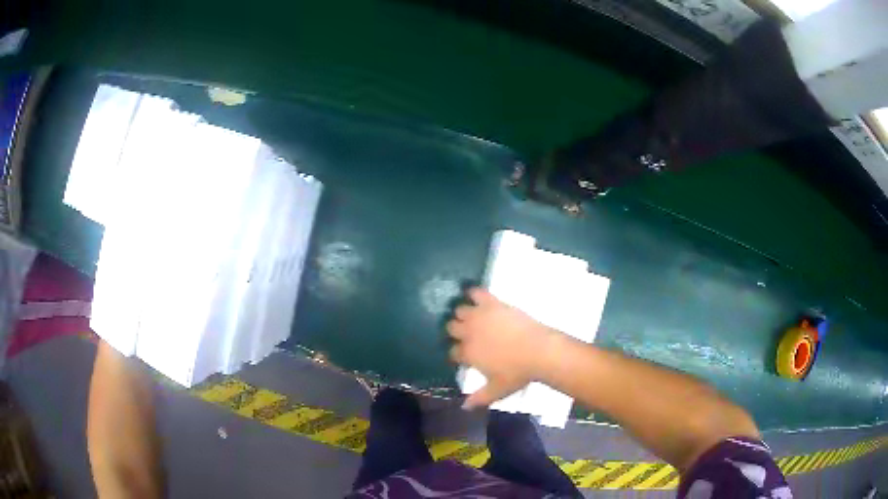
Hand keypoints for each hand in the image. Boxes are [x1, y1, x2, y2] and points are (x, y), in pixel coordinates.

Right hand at [447, 288, 562, 408]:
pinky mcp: (492, 303)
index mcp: (468, 354)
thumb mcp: (497, 390)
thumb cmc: (518, 373)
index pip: (452, 352)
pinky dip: (473, 293)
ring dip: (462, 314)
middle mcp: (468, 333)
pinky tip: (475, 296)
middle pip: (451, 328)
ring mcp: (479, 316)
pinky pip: (476, 292)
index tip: (462, 356)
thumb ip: (479, 398)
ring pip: (459, 310)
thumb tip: (464, 407)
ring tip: (471, 317)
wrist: (540, 351)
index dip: (456, 354)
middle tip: (466, 335)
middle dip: (455, 332)